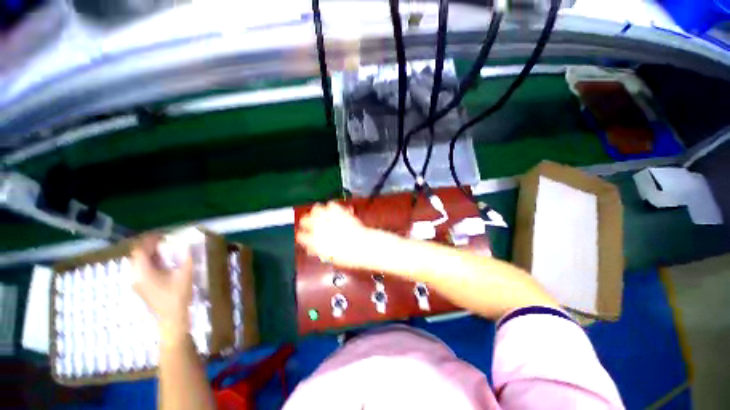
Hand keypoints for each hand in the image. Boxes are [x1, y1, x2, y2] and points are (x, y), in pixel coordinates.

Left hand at [132, 234, 192, 341]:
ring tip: (163, 250)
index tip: (162, 235)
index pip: (140, 250)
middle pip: (137, 255)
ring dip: (148, 254)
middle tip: (164, 241)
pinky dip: (148, 262)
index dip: (149, 240)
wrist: (171, 318)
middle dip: (148, 246)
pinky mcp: (141, 287)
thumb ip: (186, 257)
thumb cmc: (178, 295)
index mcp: (143, 272)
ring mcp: (137, 283)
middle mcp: (135, 276)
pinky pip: (140, 269)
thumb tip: (188, 243)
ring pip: (137, 263)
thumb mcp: (185, 274)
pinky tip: (161, 263)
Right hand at [296, 201, 377, 268]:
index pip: (300, 236)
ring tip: (321, 214)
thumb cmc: (348, 255)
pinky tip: (333, 210)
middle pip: (304, 220)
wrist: (363, 246)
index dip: (303, 236)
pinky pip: (331, 204)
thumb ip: (319, 250)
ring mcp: (329, 218)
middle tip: (312, 223)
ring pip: (315, 209)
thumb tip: (312, 247)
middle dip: (307, 222)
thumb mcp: (330, 257)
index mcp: (314, 242)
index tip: (305, 236)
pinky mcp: (339, 211)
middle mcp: (318, 228)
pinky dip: (331, 207)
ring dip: (317, 212)